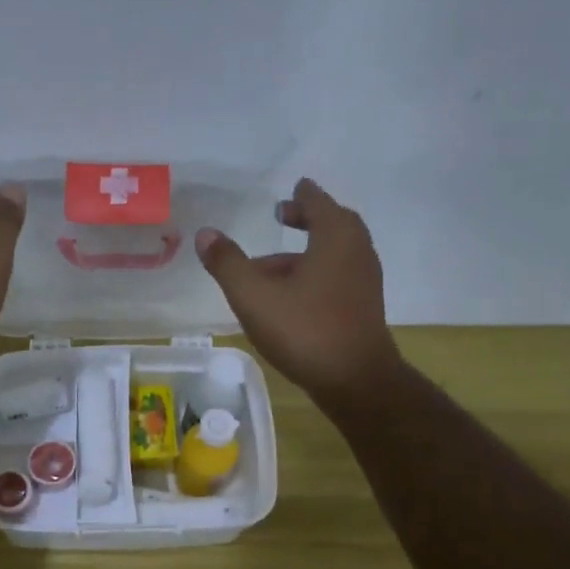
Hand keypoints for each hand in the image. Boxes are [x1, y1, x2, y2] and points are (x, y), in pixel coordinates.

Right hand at [196, 178, 399, 410]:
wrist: (355, 380)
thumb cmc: (305, 330)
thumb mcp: (254, 296)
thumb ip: (228, 264)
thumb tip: (205, 234)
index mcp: (335, 237)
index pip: (318, 202)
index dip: (302, 195)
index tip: (293, 188)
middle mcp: (356, 251)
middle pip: (332, 225)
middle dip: (307, 220)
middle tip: (283, 217)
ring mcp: (364, 282)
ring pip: (333, 255)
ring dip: (305, 254)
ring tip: (270, 268)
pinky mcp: (363, 308)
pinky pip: (336, 278)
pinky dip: (315, 275)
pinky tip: (289, 298)